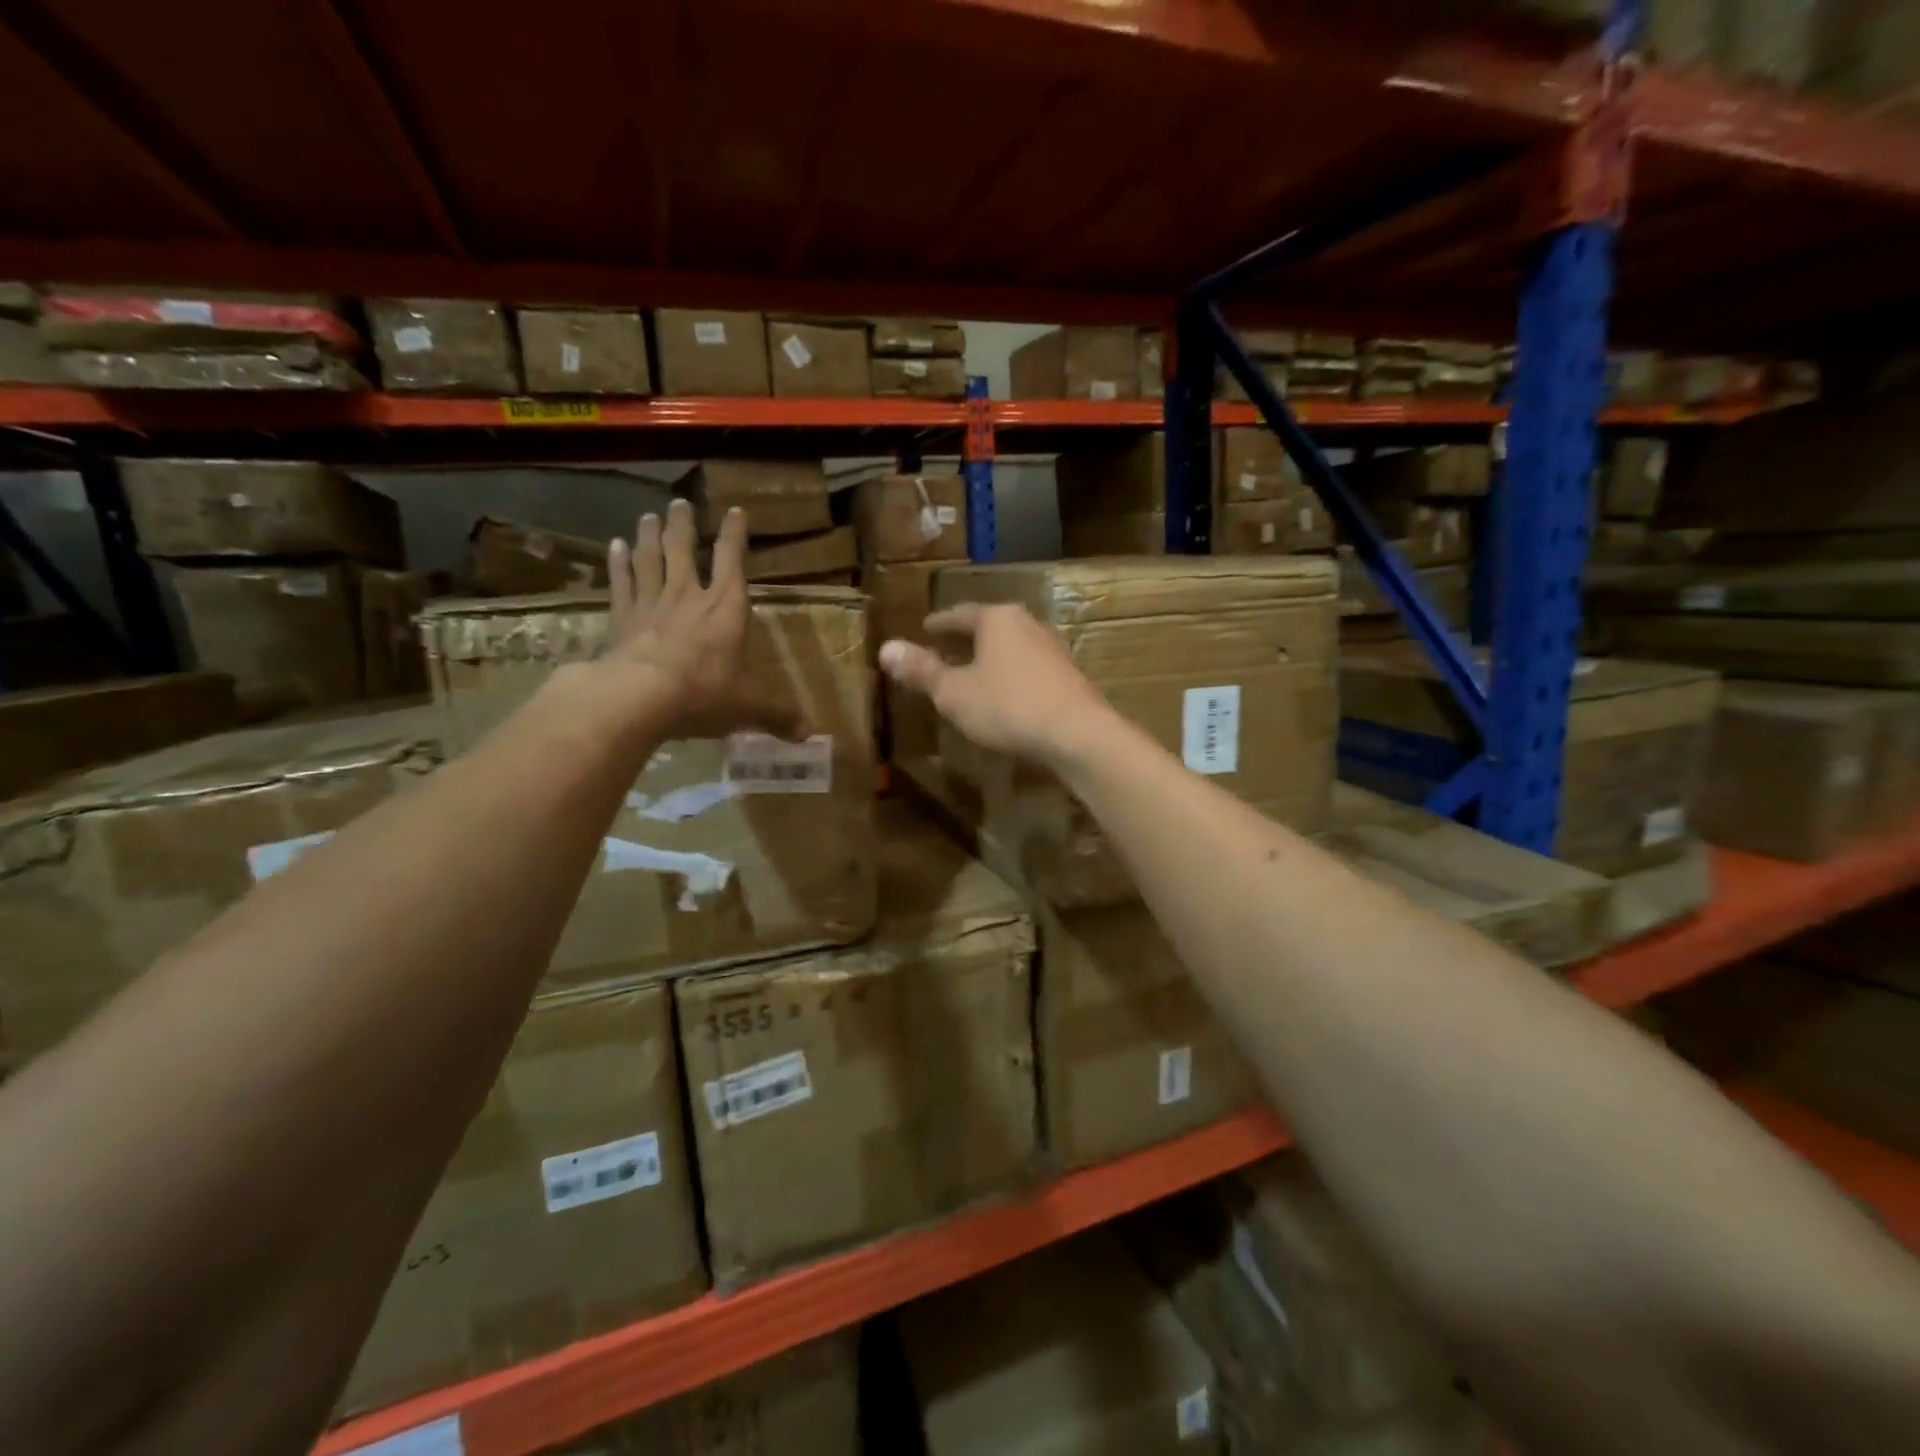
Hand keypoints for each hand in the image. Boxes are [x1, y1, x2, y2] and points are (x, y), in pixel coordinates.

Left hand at [602, 500, 802, 740]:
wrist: (637, 697)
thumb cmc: (702, 693)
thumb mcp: (748, 707)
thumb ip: (777, 715)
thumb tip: (810, 733)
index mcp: (725, 607)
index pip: (732, 559)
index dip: (735, 534)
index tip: (736, 511)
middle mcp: (688, 595)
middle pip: (683, 549)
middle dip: (684, 525)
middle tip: (679, 504)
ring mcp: (650, 603)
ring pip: (649, 559)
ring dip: (649, 536)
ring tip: (649, 516)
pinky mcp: (620, 618)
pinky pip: (620, 582)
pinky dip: (617, 563)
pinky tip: (613, 547)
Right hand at [878, 602, 1110, 765]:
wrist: (1076, 732)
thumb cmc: (1007, 706)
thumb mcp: (954, 693)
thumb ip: (922, 671)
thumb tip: (886, 648)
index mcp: (997, 619)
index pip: (960, 614)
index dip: (940, 623)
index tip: (926, 627)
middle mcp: (1027, 624)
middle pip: (990, 625)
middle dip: (968, 636)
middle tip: (947, 645)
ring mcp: (1052, 648)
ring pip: (1012, 645)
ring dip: (992, 656)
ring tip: (975, 668)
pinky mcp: (1068, 674)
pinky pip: (1029, 666)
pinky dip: (1011, 673)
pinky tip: (1006, 692)